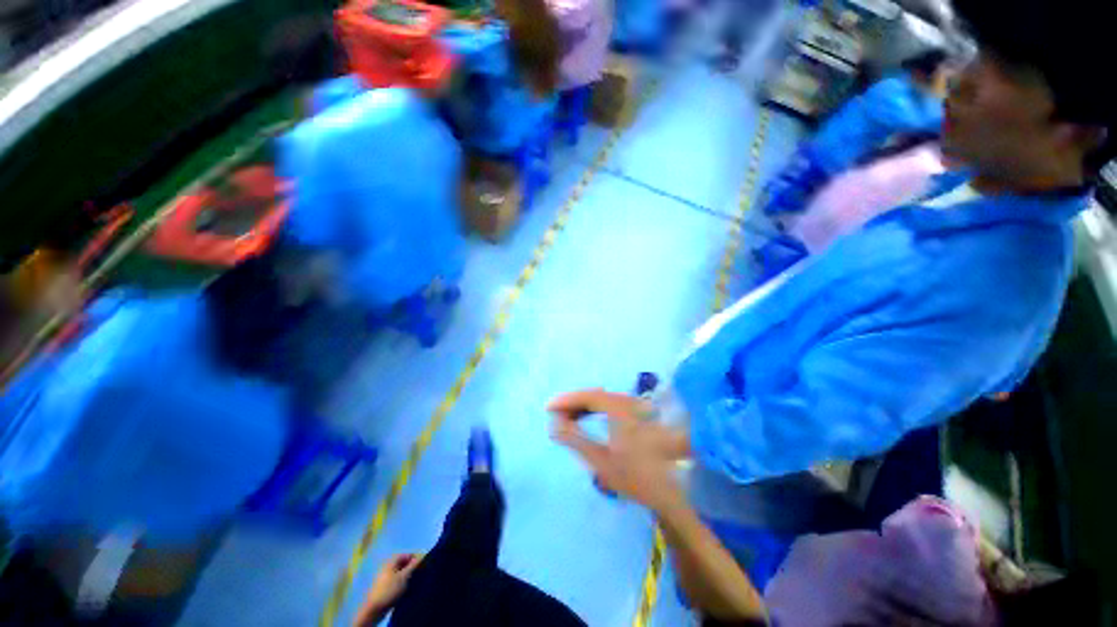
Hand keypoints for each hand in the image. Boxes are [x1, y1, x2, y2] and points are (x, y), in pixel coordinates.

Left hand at [355, 554, 422, 625]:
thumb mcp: (404, 577)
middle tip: (419, 575)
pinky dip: (403, 583)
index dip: (416, 559)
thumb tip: (422, 556)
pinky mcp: (385, 587)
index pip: (407, 555)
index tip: (423, 566)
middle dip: (412, 568)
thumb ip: (414, 565)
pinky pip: (397, 581)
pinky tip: (407, 589)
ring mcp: (386, 577)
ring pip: (401, 573)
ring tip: (414, 583)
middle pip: (404, 564)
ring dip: (408, 576)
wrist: (374, 609)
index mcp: (392, 561)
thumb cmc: (390, 590)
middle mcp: (388, 567)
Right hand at [548, 389, 690, 510]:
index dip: (566, 400)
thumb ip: (575, 440)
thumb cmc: (637, 476)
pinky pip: (610, 405)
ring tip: (567, 419)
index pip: (587, 396)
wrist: (675, 488)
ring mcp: (635, 406)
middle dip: (573, 403)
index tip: (548, 408)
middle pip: (594, 395)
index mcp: (619, 409)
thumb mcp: (601, 461)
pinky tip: (587, 419)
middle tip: (555, 416)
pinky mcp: (637, 413)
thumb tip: (554, 424)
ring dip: (583, 407)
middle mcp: (627, 402)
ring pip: (602, 399)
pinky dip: (595, 410)